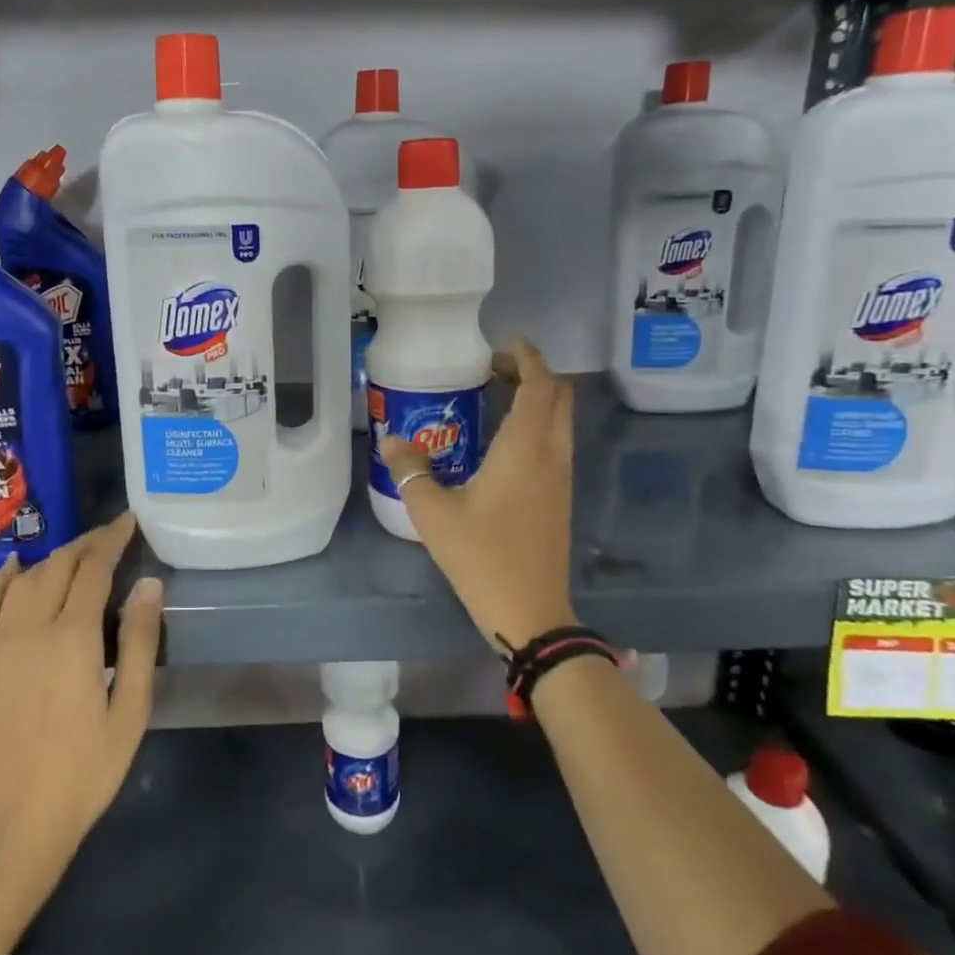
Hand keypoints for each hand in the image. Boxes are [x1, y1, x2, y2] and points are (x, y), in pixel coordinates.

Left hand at [0, 513, 162, 954]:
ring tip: (75, 554)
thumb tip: (148, 583)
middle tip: (110, 535)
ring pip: (23, 580)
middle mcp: (29, 628)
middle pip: (58, 566)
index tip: (129, 523)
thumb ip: (139, 642)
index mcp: (72, 638)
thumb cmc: (84, 773)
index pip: (93, 568)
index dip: (112, 540)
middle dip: (86, 544)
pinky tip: (12, 567)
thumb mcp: (129, 711)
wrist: (12, 827)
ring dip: (51, 558)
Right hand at [377, 339, 576, 655]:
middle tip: (493, 370)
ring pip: (560, 421)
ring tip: (494, 398)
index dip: (528, 357)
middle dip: (532, 374)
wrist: (530, 611)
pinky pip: (555, 444)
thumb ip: (411, 470)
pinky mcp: (560, 499)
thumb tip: (392, 440)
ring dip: (536, 400)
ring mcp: (561, 479)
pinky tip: (501, 443)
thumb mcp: (433, 512)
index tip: (505, 342)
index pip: (540, 385)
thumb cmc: (482, 555)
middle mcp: (552, 455)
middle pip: (558, 397)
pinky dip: (536, 426)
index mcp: (526, 448)